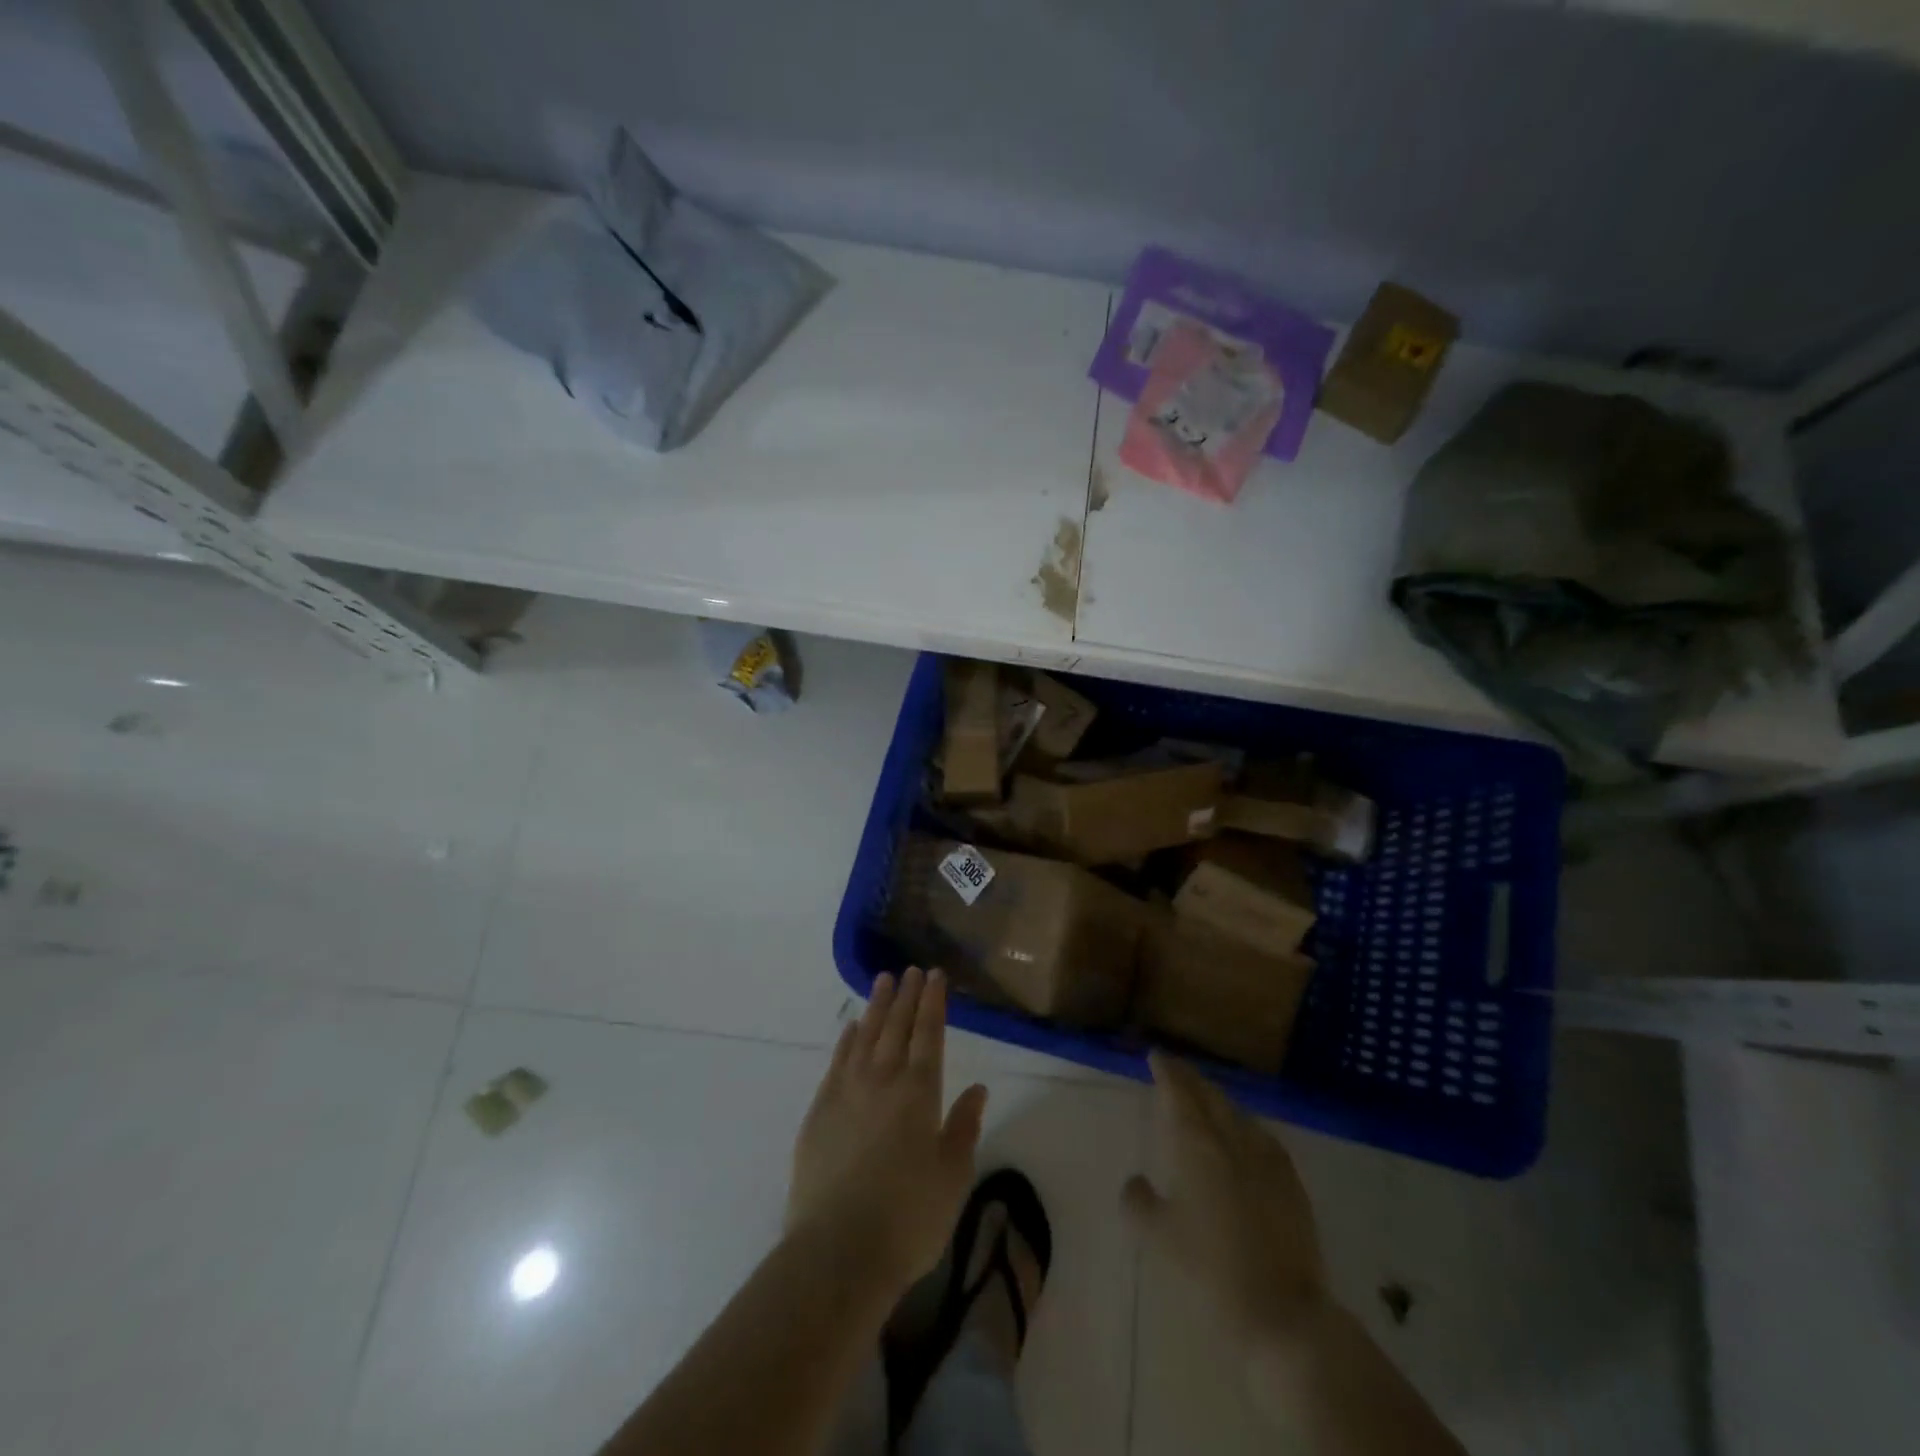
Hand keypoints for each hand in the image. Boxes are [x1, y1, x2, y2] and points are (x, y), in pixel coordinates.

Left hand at [787, 967, 988, 1298]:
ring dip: (875, 1007)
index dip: (933, 1002)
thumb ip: (964, 1127)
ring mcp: (846, 1092)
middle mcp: (882, 1080)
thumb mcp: (952, 1177)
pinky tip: (850, 1029)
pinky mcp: (819, 1111)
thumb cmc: (908, 1218)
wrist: (838, 1252)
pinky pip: (836, 1062)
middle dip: (906, 996)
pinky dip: (845, 1041)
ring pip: (864, 1037)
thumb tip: (979, 1088)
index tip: (934, 975)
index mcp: (919, 1092)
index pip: (928, 1034)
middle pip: (896, 1026)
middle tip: (910, 970)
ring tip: (882, 982)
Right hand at [1122, 1051, 1330, 1348]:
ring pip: (1238, 1113)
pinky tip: (1245, 1137)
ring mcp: (1267, 1159)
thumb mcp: (1158, 1237)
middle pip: (1210, 1095)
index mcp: (1196, 1144)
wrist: (1282, 1312)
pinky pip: (1262, 1137)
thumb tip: (1135, 1181)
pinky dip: (1245, 1126)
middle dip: (1191, 1078)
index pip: (1178, 1092)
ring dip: (1218, 1100)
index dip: (1166, 1070)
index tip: (1156, 1055)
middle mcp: (1231, 1139)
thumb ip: (1139, 1201)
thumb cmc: (1209, 1269)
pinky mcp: (1291, 1182)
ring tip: (1206, 1099)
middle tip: (1175, 1070)